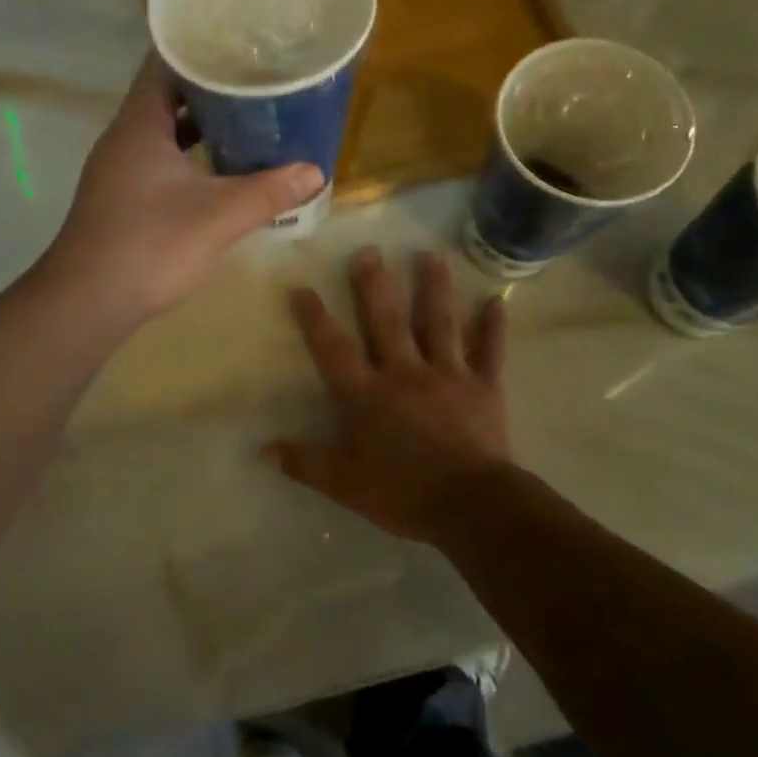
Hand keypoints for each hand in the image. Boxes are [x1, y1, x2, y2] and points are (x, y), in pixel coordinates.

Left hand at [38, 55, 323, 327]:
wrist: (87, 303)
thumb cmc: (150, 246)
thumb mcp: (219, 216)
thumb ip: (269, 191)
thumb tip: (316, 172)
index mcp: (139, 124)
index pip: (165, 63)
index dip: (201, 47)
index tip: (242, 42)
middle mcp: (124, 137)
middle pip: (167, 94)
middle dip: (211, 87)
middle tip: (259, 80)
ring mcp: (120, 168)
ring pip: (164, 131)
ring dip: (202, 124)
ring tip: (249, 118)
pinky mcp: (122, 196)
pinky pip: (160, 159)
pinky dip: (190, 156)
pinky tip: (220, 168)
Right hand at [266, 248, 512, 541]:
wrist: (471, 506)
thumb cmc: (402, 492)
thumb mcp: (344, 483)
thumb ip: (304, 462)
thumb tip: (261, 450)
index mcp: (368, 393)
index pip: (334, 348)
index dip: (316, 318)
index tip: (302, 287)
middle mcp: (405, 372)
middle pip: (386, 321)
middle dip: (375, 284)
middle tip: (370, 250)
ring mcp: (448, 375)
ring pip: (439, 323)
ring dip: (435, 288)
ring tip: (431, 254)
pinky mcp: (484, 387)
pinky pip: (490, 351)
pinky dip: (493, 326)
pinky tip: (496, 300)